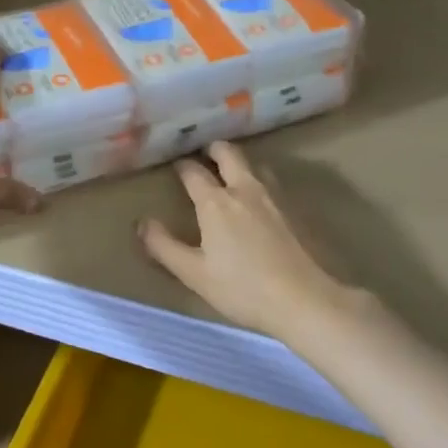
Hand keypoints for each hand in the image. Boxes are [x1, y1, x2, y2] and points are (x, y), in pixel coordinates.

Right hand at [139, 141, 370, 347]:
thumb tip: (142, 222)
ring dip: (239, 162)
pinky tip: (260, 196)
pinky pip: (272, 182)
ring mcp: (274, 196)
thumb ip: (164, 246)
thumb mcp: (194, 273)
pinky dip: (259, 178)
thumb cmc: (242, 288)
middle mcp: (245, 189)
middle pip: (228, 154)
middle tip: (204, 152)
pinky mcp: (295, 209)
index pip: (193, 172)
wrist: (304, 299)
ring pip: (254, 165)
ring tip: (231, 170)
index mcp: (216, 202)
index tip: (175, 164)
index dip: (182, 165)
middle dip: (213, 149)